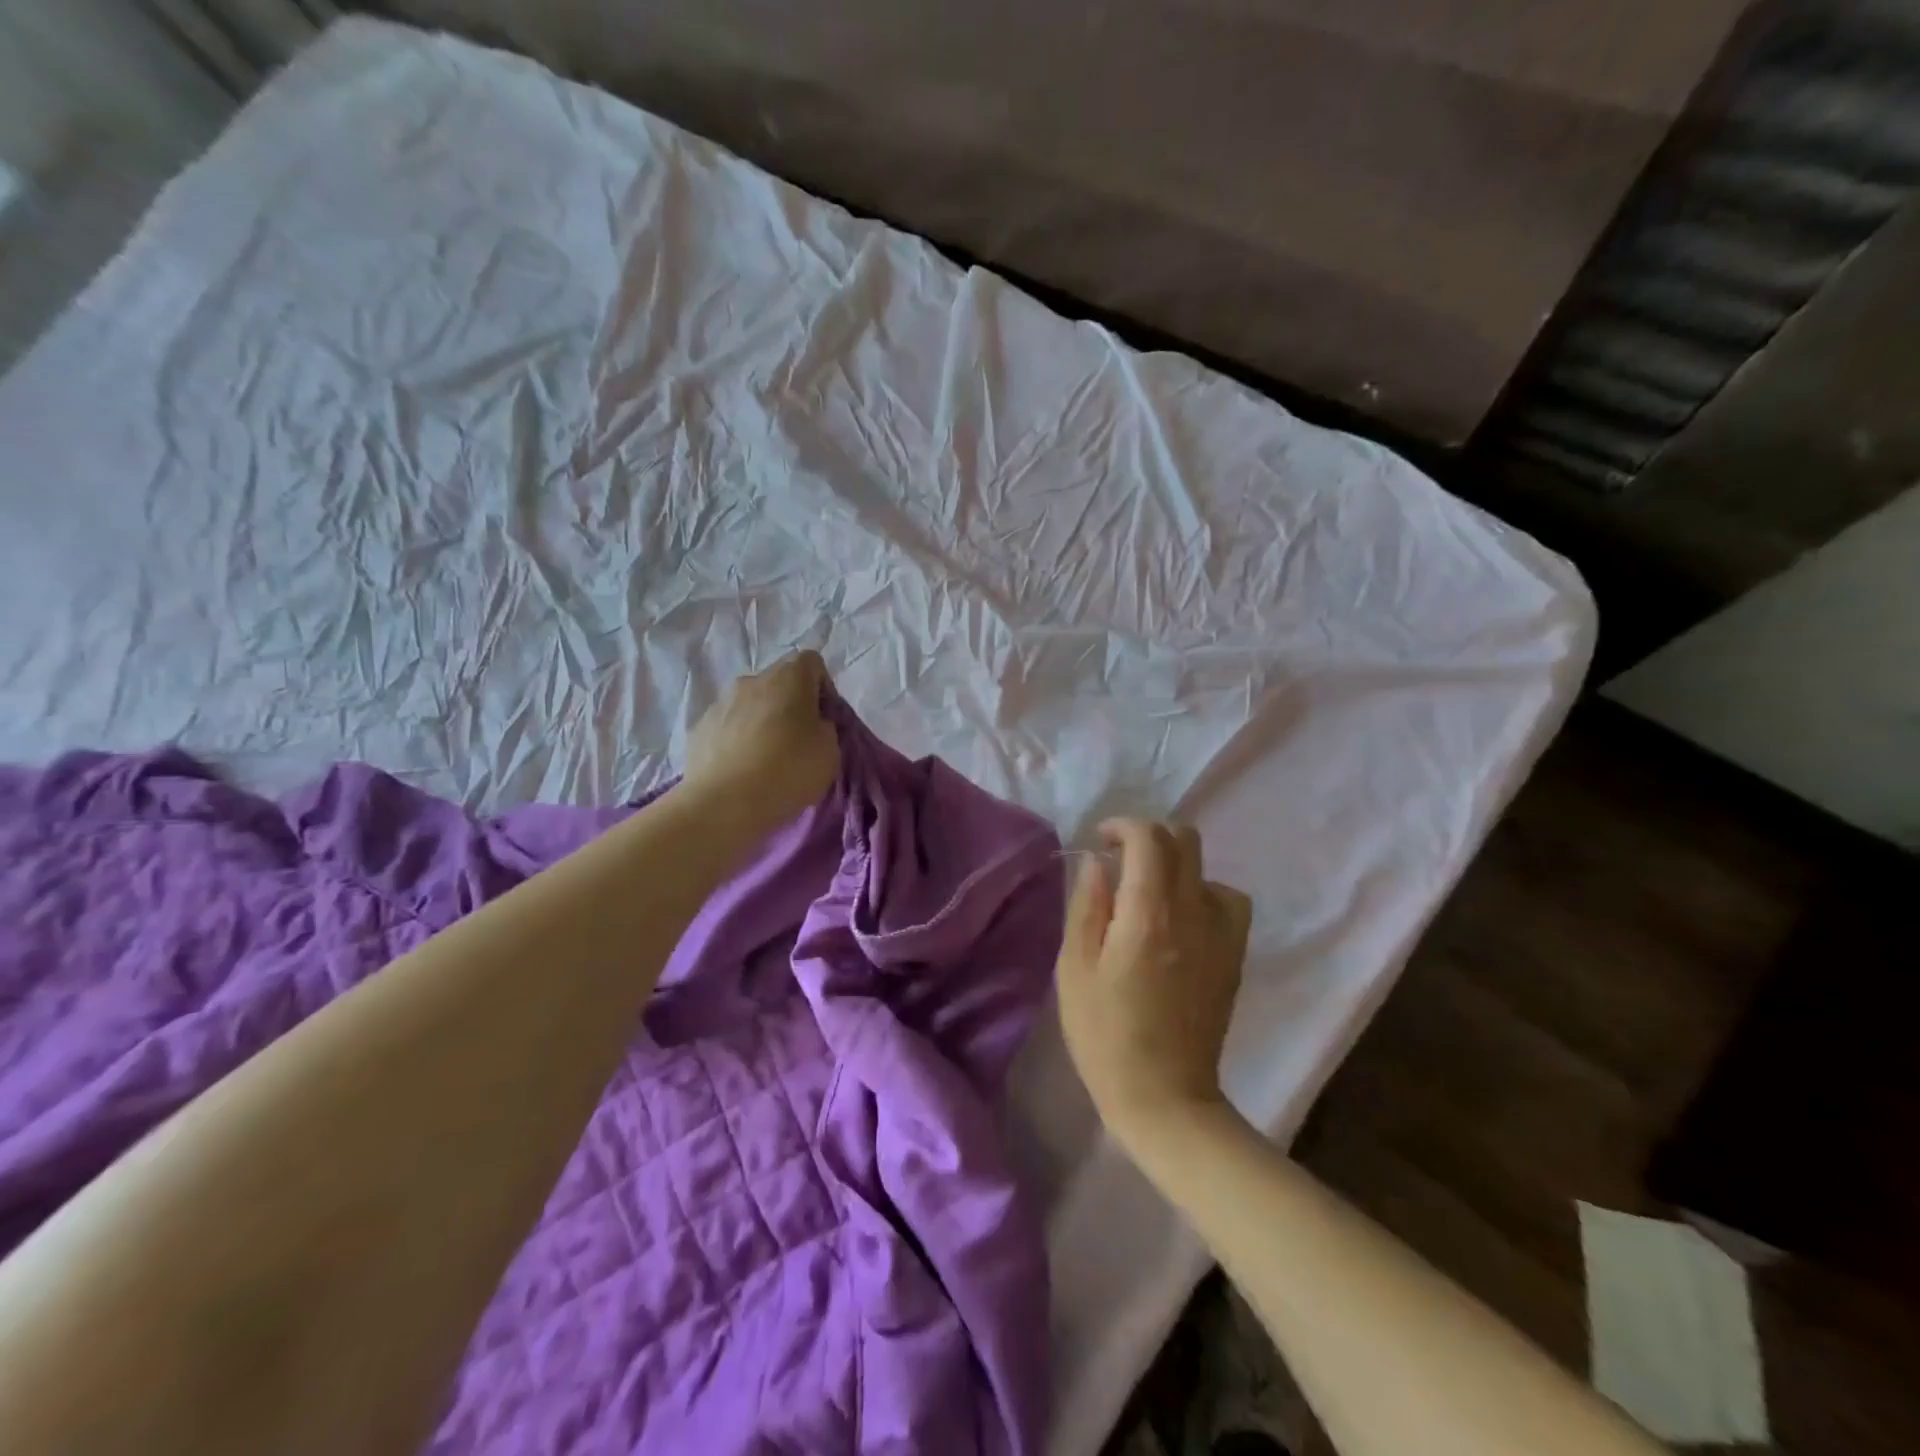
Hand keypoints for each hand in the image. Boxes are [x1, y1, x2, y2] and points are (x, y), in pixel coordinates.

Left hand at [682, 652, 839, 830]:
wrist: (725, 803)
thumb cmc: (789, 770)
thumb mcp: (830, 751)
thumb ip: (825, 728)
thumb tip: (812, 725)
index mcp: (789, 677)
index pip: (811, 662)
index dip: (822, 688)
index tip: (824, 718)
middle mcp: (752, 680)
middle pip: (778, 682)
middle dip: (790, 705)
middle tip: (797, 741)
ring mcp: (720, 703)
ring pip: (750, 704)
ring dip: (761, 722)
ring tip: (765, 759)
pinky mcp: (699, 728)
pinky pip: (726, 727)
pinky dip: (736, 740)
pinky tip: (741, 770)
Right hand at [1055, 819, 1251, 1152]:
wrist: (1164, 1097)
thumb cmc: (1105, 1034)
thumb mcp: (1075, 968)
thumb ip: (1087, 906)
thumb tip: (1099, 863)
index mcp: (1149, 913)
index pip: (1149, 838)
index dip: (1123, 826)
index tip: (1101, 840)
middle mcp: (1192, 912)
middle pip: (1184, 840)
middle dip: (1149, 836)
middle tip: (1121, 860)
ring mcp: (1221, 934)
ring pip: (1207, 869)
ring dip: (1175, 866)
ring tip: (1150, 894)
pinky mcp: (1234, 957)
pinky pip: (1228, 902)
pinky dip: (1204, 895)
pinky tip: (1183, 921)